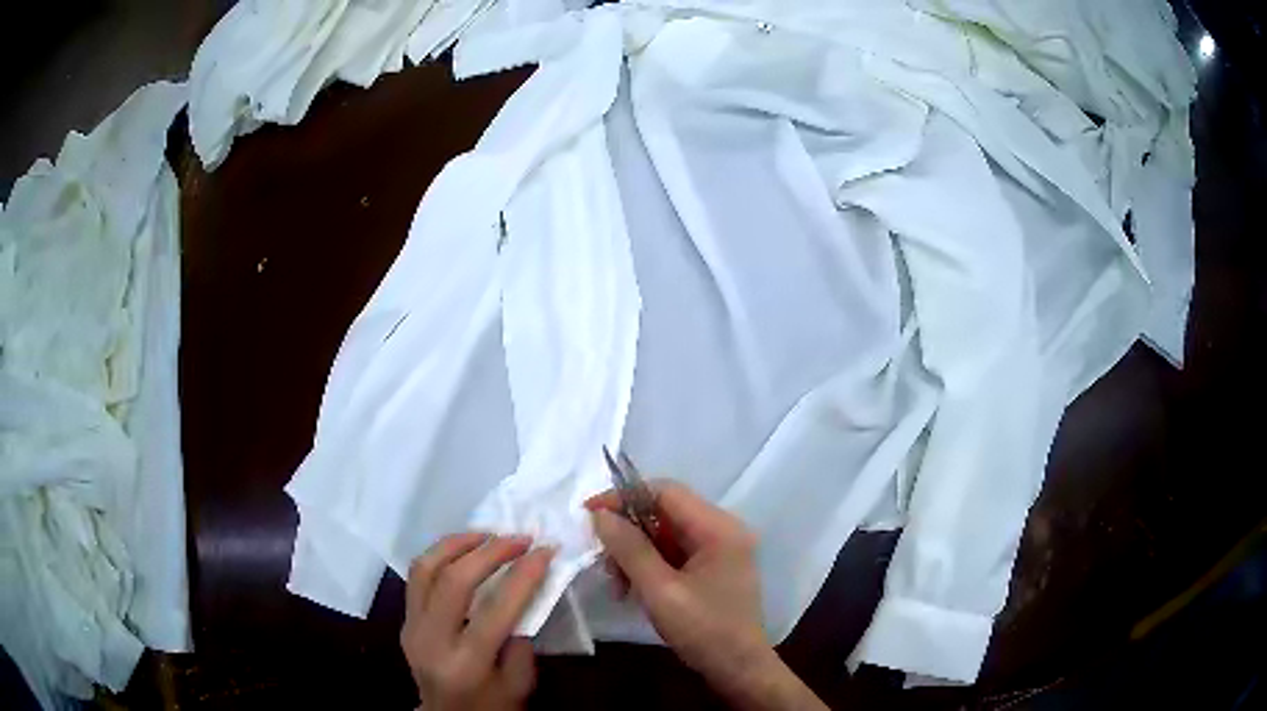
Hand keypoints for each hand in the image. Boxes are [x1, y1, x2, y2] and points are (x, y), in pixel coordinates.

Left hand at [401, 533, 553, 710]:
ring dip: (458, 544)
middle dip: (490, 551)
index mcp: (467, 664)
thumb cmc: (493, 705)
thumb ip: (522, 636)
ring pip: (425, 568)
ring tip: (489, 535)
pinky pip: (418, 576)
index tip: (546, 550)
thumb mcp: (520, 681)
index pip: (495, 610)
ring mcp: (411, 628)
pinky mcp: (404, 620)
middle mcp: (431, 642)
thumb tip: (528, 585)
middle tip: (519, 538)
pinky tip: (465, 551)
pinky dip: (442, 555)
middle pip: (453, 580)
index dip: (523, 575)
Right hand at [587, 482, 826, 710]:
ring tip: (617, 584)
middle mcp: (723, 530)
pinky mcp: (714, 568)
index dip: (624, 497)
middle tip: (603, 561)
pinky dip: (650, 565)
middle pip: (665, 512)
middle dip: (629, 533)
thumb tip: (600, 515)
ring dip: (636, 552)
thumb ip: (630, 549)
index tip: (590, 515)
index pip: (666, 492)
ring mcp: (721, 549)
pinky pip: (675, 553)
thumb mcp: (660, 591)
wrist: (739, 669)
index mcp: (719, 528)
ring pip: (666, 534)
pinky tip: (633, 588)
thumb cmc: (704, 630)